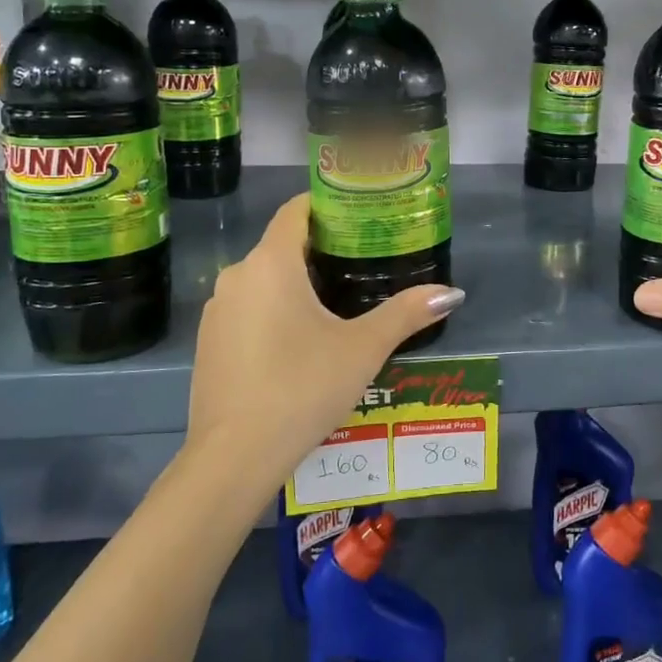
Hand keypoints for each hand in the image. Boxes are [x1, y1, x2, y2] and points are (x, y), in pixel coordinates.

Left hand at [184, 193, 463, 495]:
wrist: (234, 456)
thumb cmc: (302, 388)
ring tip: (340, 302)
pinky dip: (274, 310)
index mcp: (271, 263)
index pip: (296, 209)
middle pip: (282, 245)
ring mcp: (217, 310)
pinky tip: (299, 342)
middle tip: (365, 262)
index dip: (329, 204)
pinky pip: (247, 309)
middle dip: (322, 249)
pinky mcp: (209, 341)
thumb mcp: (363, 348)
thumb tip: (452, 293)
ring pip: (264, 280)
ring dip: (297, 283)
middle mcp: (237, 276)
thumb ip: (406, 313)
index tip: (362, 214)